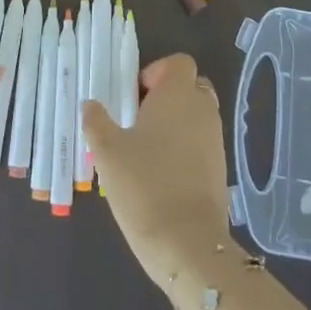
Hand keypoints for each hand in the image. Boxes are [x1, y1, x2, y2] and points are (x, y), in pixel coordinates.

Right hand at [83, 53, 232, 291]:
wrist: (188, 245)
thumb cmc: (144, 185)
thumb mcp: (107, 152)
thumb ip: (96, 122)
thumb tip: (91, 105)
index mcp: (178, 95)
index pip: (178, 63)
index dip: (156, 72)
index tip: (134, 96)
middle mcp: (202, 111)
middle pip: (190, 87)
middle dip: (166, 97)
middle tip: (137, 119)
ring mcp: (215, 141)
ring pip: (196, 117)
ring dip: (174, 125)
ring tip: (143, 151)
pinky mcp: (219, 170)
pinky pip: (200, 144)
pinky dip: (183, 150)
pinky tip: (158, 175)